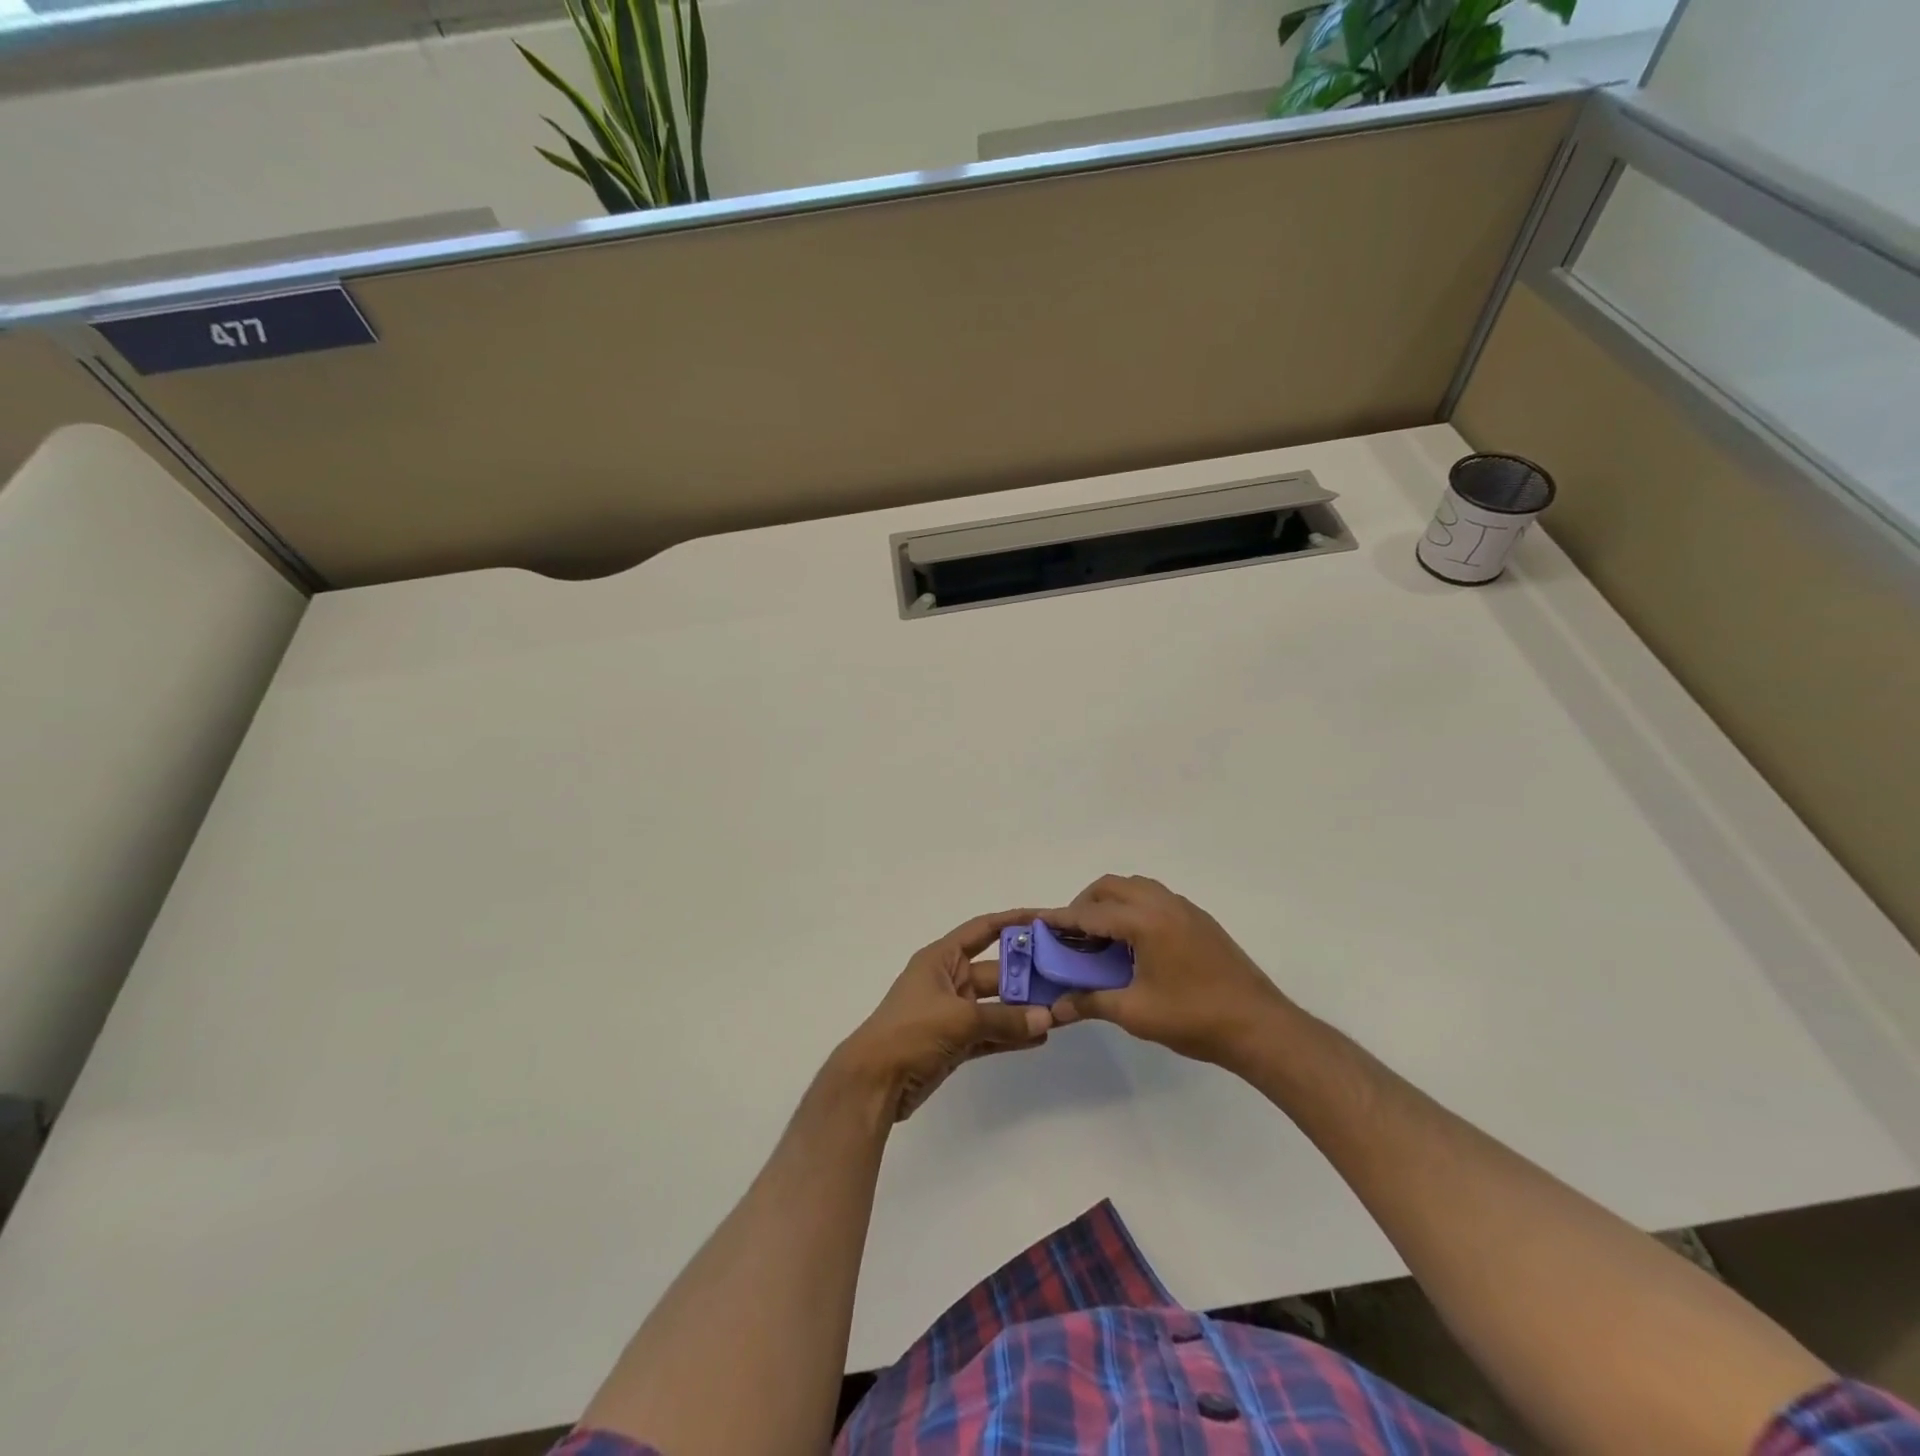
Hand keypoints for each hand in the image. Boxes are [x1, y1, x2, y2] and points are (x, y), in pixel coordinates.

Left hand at [838, 910, 1052, 1120]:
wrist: (873, 1082)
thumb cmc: (910, 1033)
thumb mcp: (959, 1019)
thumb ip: (1004, 1020)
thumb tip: (1047, 1019)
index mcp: (941, 959)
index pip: (982, 930)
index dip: (1012, 921)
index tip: (1046, 919)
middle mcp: (948, 980)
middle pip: (996, 971)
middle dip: (1028, 975)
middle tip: (1066, 977)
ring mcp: (951, 1013)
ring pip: (996, 1006)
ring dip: (1024, 1009)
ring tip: (1062, 1010)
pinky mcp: (954, 1043)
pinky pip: (990, 1033)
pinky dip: (1011, 1035)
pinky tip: (1041, 1036)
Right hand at [1044, 875, 1291, 1067]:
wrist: (1259, 1026)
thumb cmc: (1193, 1018)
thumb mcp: (1135, 1013)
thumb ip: (1091, 1002)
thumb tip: (1056, 1008)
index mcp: (1145, 921)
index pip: (1091, 913)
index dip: (1061, 919)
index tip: (1037, 924)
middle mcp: (1163, 904)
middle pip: (1111, 887)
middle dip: (1085, 904)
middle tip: (1071, 936)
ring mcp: (1184, 909)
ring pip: (1136, 888)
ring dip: (1112, 902)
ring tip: (1101, 938)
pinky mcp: (1199, 920)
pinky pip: (1156, 898)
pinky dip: (1135, 908)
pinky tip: (1134, 944)